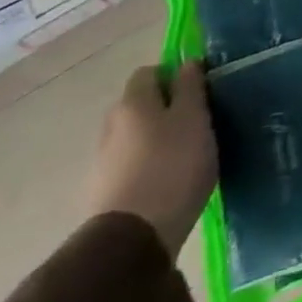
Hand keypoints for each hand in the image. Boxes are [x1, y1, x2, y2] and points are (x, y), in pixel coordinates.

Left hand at [87, 62, 217, 255]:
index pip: (150, 71)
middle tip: (197, 121)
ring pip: (135, 135)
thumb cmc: (173, 165)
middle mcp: (111, 124)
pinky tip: (168, 179)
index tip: (199, 90)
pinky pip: (130, 163)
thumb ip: (191, 87)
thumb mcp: (194, 118)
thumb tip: (187, 63)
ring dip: (156, 138)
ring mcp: (102, 160)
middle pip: (140, 104)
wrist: (134, 238)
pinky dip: (147, 163)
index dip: (175, 75)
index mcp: (132, 102)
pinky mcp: (103, 190)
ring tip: (186, 154)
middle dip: (165, 108)